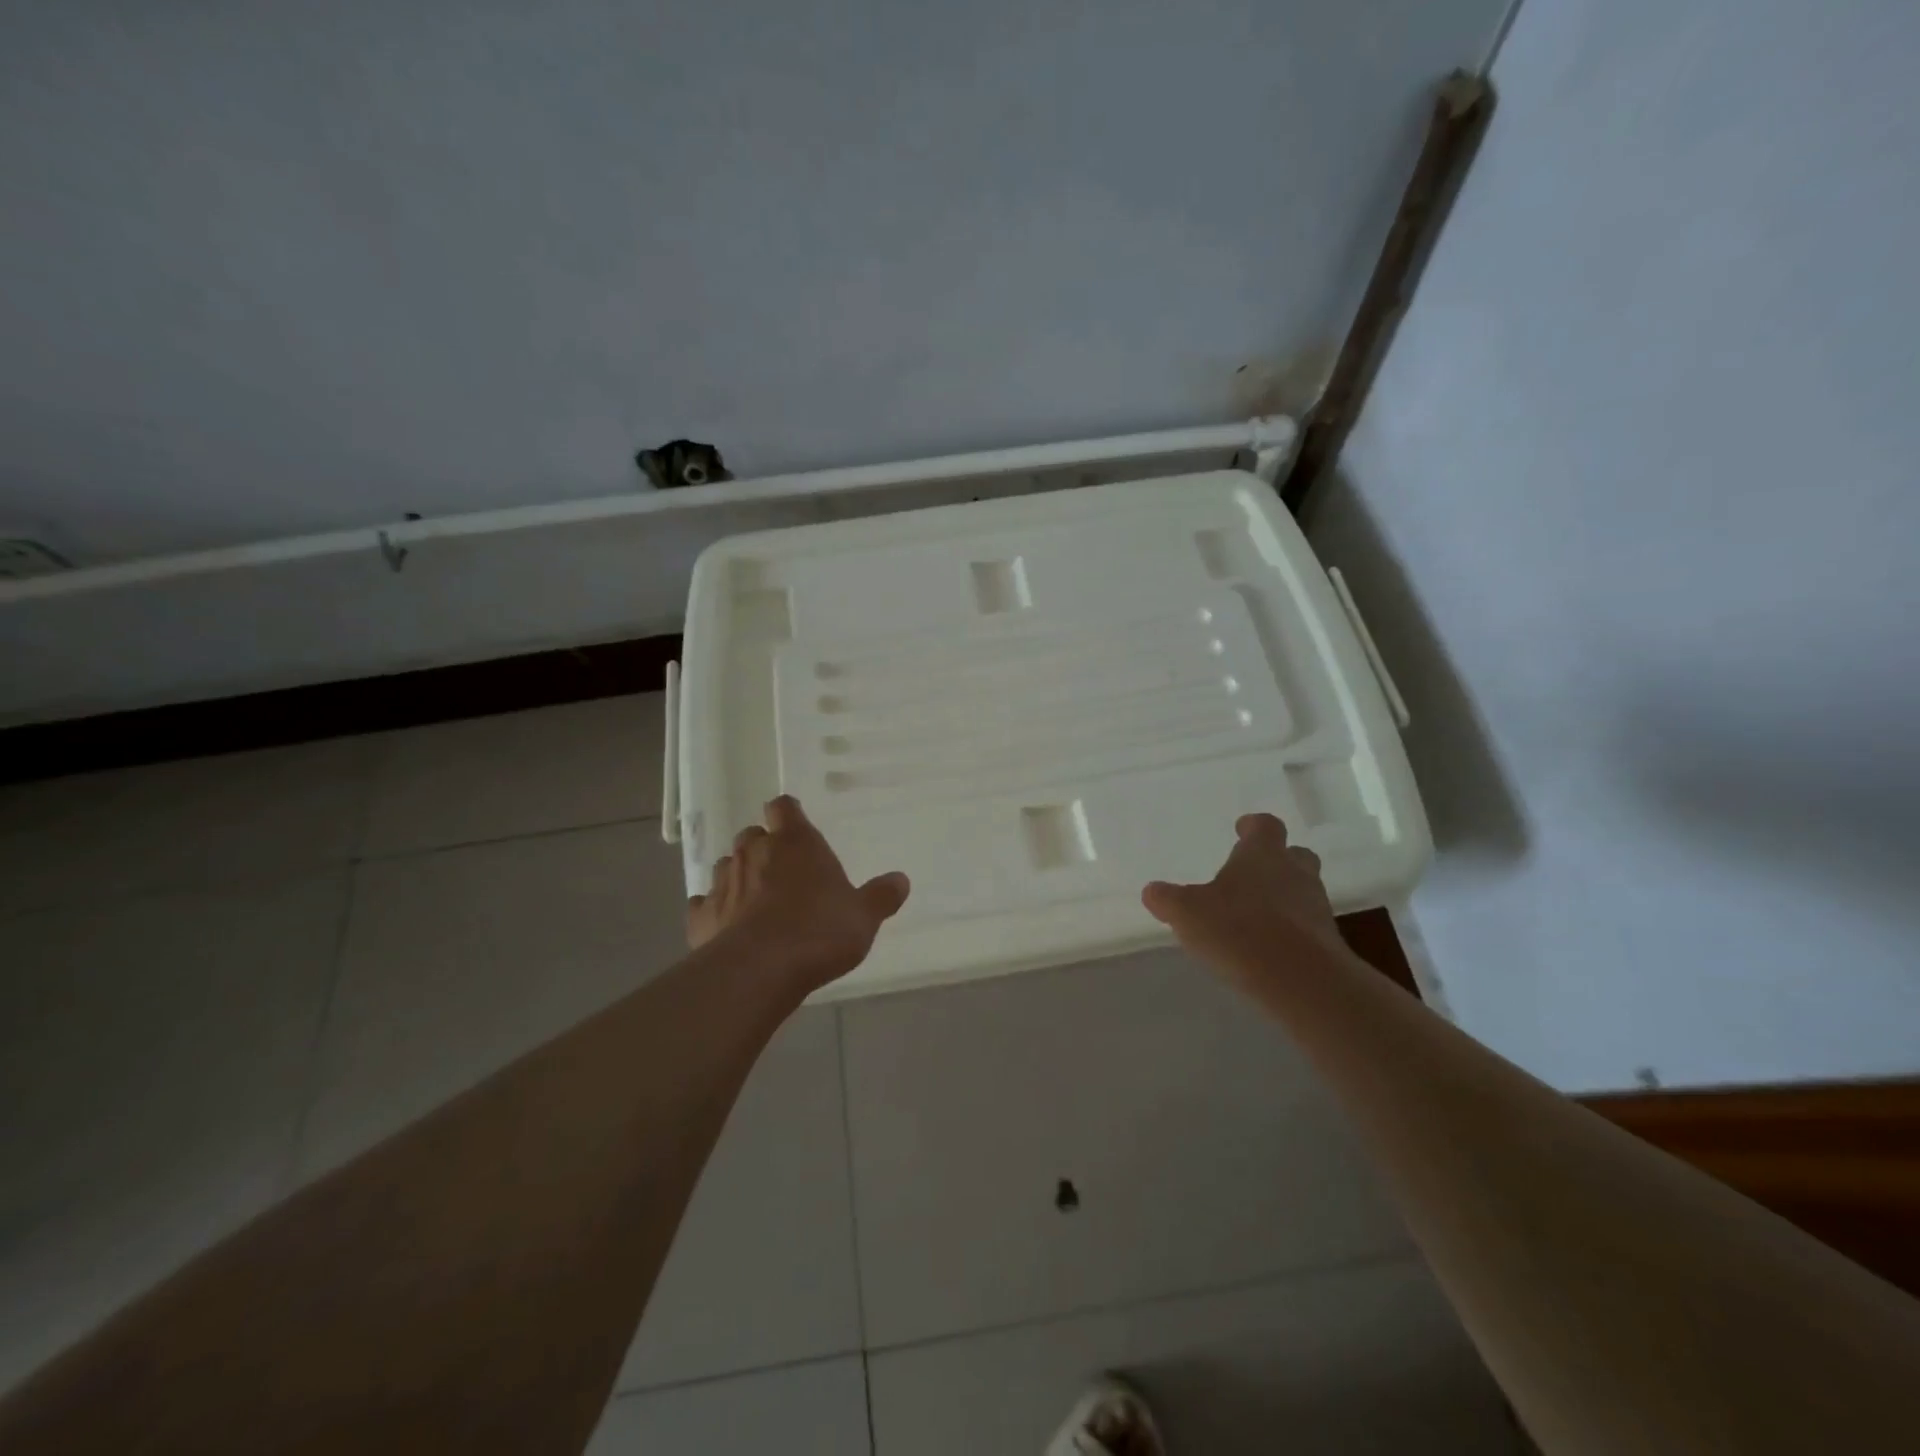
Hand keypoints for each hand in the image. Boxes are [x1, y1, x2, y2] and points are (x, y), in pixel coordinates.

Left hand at [688, 795, 910, 993]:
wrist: (760, 970)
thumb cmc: (820, 931)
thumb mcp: (863, 917)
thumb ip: (881, 896)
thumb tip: (901, 879)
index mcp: (796, 843)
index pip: (784, 808)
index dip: (787, 813)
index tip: (793, 823)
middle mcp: (755, 853)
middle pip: (752, 835)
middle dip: (763, 846)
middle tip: (780, 868)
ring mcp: (724, 882)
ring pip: (727, 865)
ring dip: (739, 875)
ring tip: (754, 897)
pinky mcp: (701, 916)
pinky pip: (704, 903)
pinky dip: (714, 909)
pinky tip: (725, 924)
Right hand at [1141, 813, 1347, 986]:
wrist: (1303, 981)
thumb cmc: (1239, 930)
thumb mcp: (1187, 913)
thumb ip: (1168, 899)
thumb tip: (1152, 891)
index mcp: (1262, 855)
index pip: (1265, 826)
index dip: (1253, 826)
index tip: (1242, 828)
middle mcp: (1294, 873)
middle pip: (1294, 855)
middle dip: (1276, 860)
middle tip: (1253, 872)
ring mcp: (1316, 908)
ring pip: (1302, 891)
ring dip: (1284, 898)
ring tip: (1256, 916)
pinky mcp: (1327, 943)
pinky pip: (1307, 927)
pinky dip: (1291, 931)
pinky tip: (1268, 948)